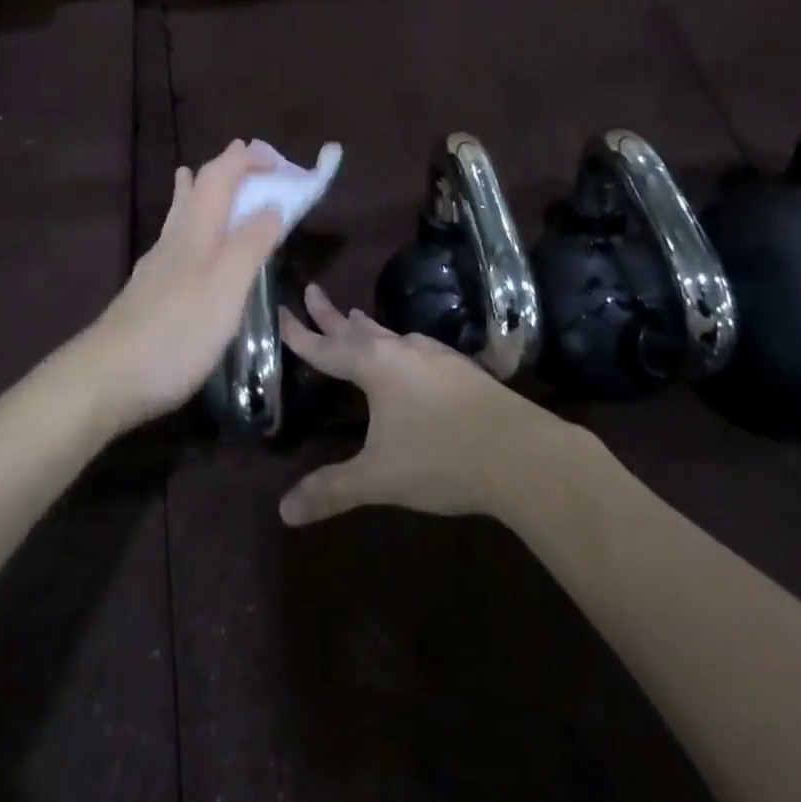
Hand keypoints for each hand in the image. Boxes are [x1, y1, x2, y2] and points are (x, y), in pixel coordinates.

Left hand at [72, 141, 285, 435]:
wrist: (108, 377)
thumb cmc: (176, 332)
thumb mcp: (226, 288)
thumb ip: (250, 244)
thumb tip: (272, 205)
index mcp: (197, 230)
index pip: (219, 175)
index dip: (246, 160)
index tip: (277, 161)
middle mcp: (174, 238)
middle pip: (196, 188)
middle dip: (224, 170)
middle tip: (250, 164)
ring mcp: (157, 264)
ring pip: (180, 213)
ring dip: (197, 191)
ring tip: (198, 177)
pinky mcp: (149, 290)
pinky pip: (175, 240)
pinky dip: (189, 225)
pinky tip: (187, 243)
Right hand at [277, 285, 555, 524]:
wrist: (520, 452)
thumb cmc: (440, 459)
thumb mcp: (379, 478)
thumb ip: (332, 490)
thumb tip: (284, 512)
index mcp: (375, 368)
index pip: (325, 348)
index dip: (299, 334)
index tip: (280, 311)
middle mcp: (401, 351)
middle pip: (357, 329)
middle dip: (330, 314)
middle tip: (312, 290)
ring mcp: (435, 356)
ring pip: (390, 335)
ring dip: (368, 327)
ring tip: (356, 317)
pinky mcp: (461, 368)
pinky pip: (417, 347)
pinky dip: (399, 344)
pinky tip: (410, 353)